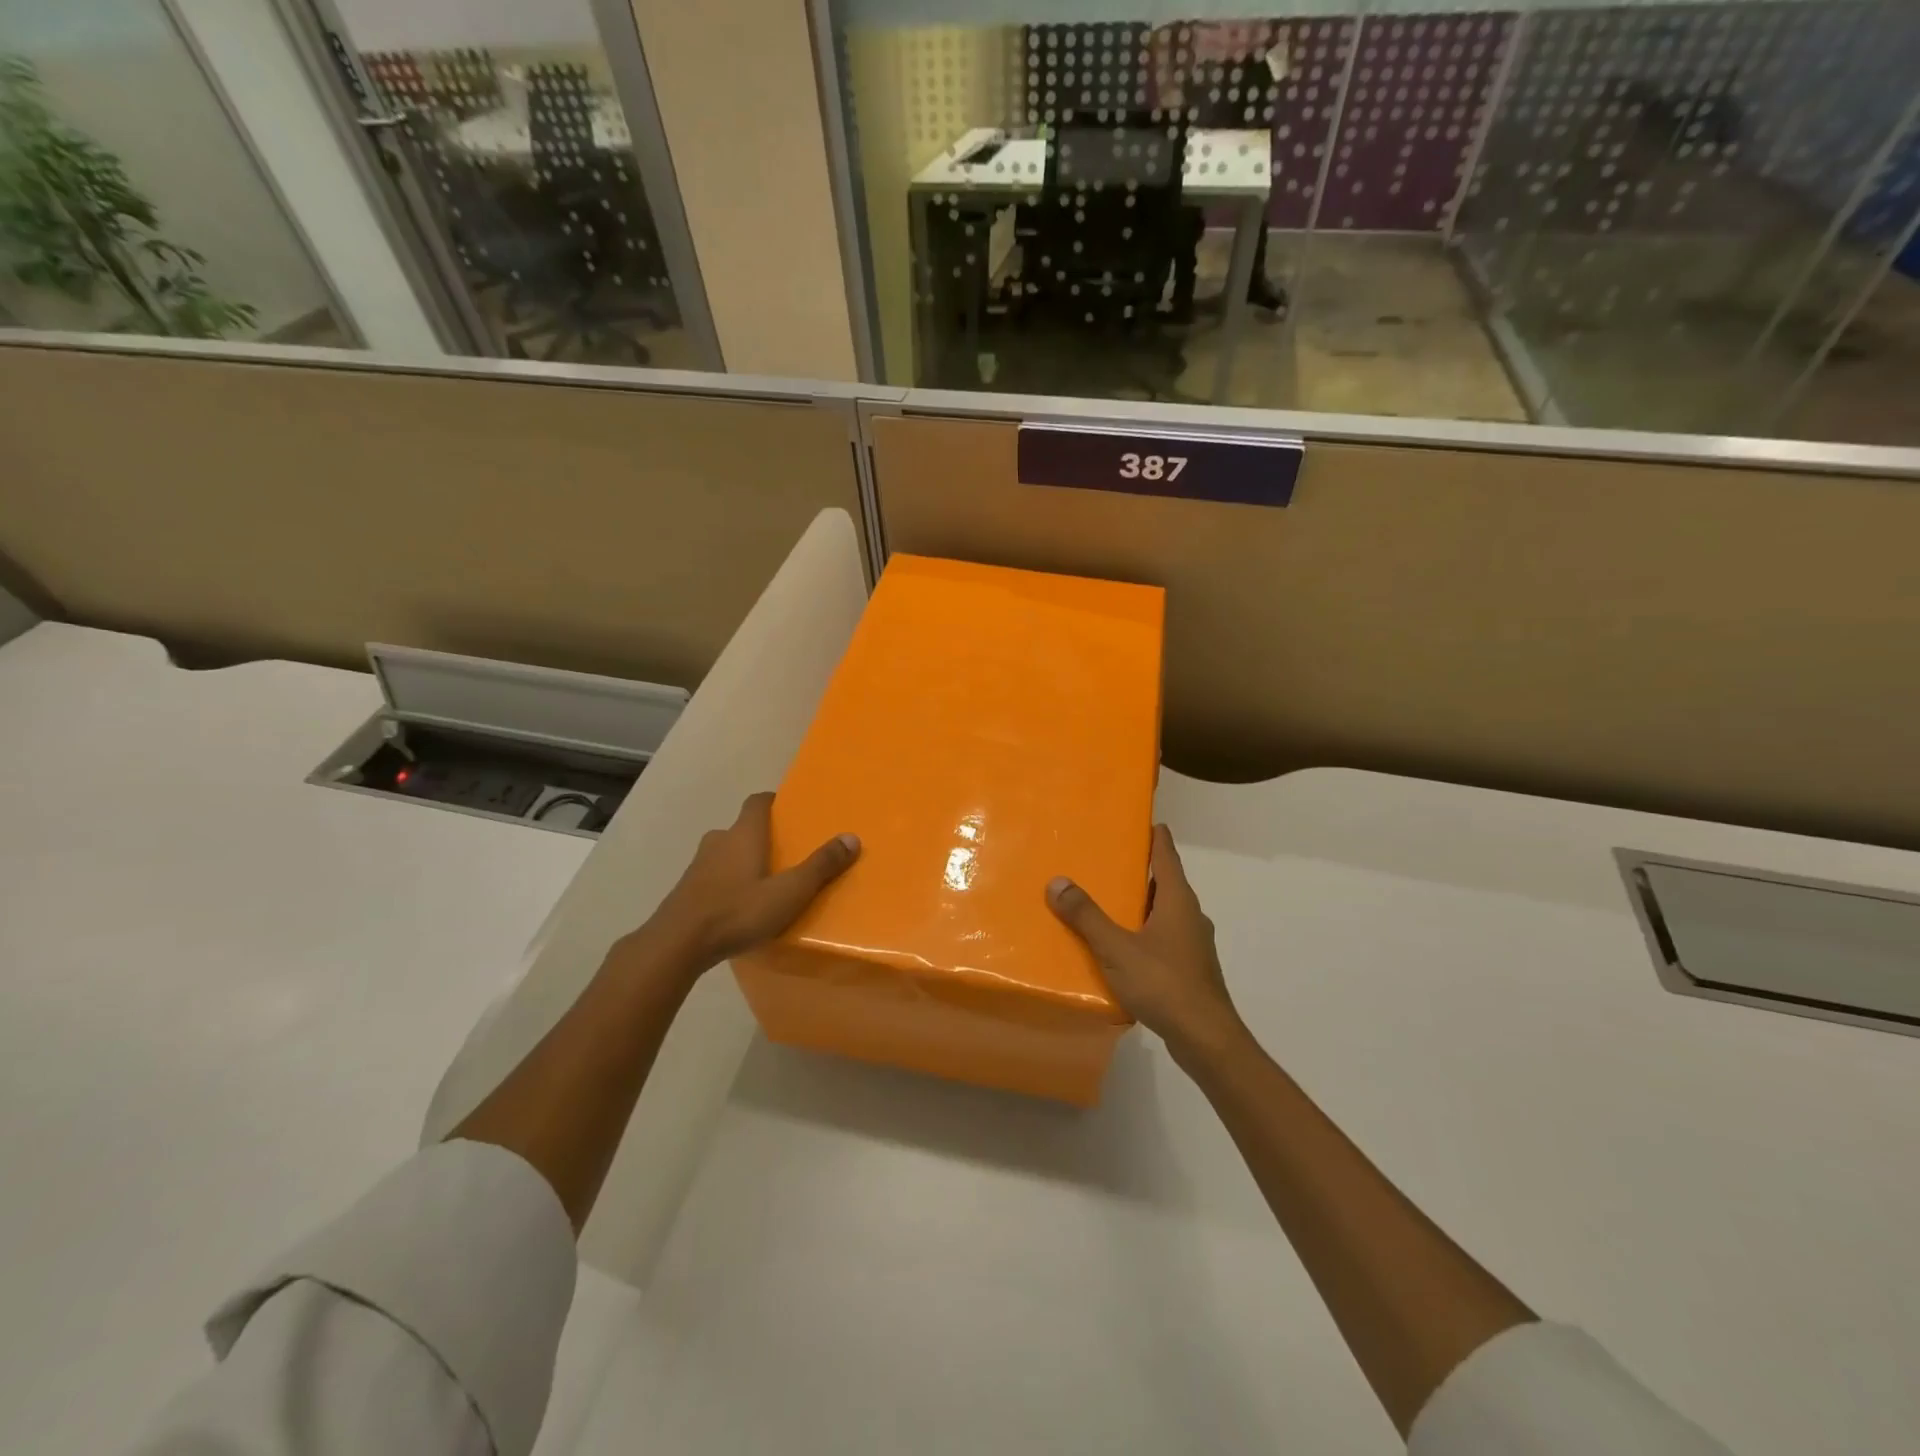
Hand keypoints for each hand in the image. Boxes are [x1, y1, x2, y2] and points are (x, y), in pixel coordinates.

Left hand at [635, 792, 858, 977]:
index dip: (773, 802)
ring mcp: (698, 866)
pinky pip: (713, 877)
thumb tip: (852, 837)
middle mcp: (718, 841)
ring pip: (725, 853)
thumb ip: (821, 866)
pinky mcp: (686, 891)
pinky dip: (728, 882)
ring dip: (742, 860)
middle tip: (784, 853)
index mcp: (743, 834)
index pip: (757, 802)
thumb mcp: (789, 892)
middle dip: (761, 836)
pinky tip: (740, 906)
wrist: (677, 944)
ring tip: (765, 882)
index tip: (790, 811)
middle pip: (741, 828)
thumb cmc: (738, 911)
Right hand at [1047, 824, 1239, 1053]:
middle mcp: (1189, 916)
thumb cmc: (1165, 984)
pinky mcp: (1189, 969)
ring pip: (1162, 913)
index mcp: (1177, 900)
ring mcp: (1192, 944)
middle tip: (1106, 860)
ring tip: (1105, 902)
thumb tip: (1058, 881)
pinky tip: (1119, 947)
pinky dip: (1141, 933)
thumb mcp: (1116, 948)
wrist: (1206, 1039)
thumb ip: (1087, 916)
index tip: (1139, 819)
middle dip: (1138, 871)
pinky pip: (1161, 938)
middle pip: (1163, 883)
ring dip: (1138, 905)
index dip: (1155, 835)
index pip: (1166, 855)